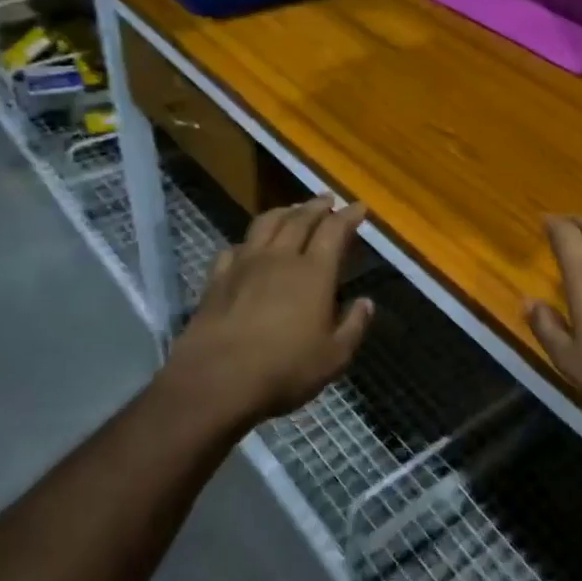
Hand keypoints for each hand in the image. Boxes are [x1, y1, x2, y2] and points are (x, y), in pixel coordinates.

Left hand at [161, 195, 374, 427]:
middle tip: (327, 199)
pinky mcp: (217, 279)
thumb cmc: (284, 369)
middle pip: (299, 219)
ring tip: (292, 210)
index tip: (359, 208)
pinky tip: (249, 246)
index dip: (348, 216)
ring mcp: (244, 265)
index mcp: (314, 272)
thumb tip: (366, 302)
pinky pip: (235, 248)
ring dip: (283, 212)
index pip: (334, 230)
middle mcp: (280, 258)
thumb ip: (354, 326)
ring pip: (265, 224)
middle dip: (316, 206)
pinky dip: (248, 241)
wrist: (215, 381)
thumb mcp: (334, 357)